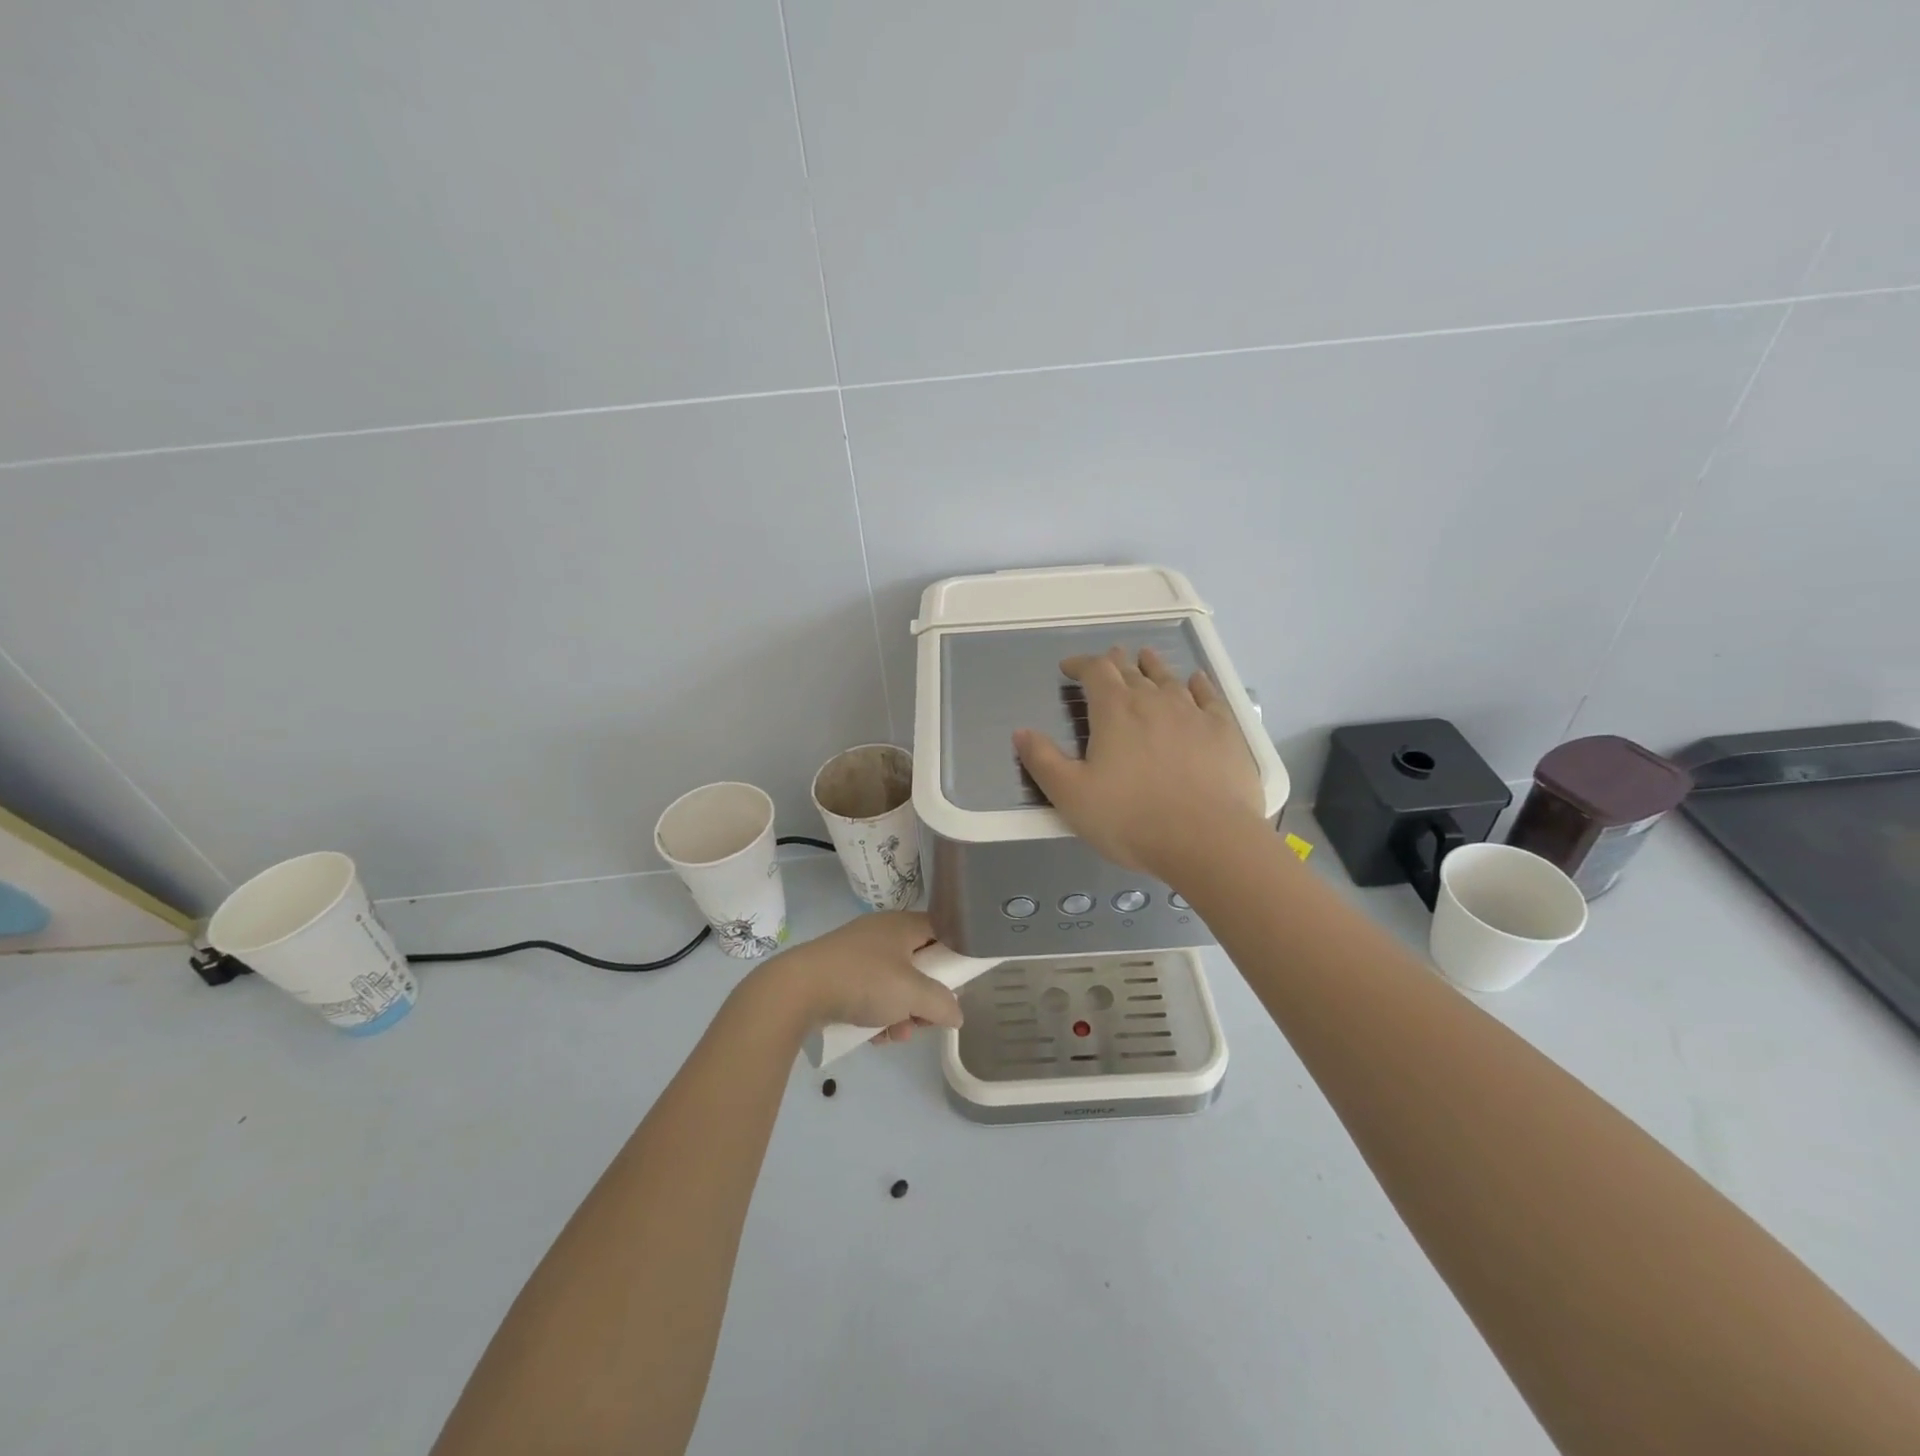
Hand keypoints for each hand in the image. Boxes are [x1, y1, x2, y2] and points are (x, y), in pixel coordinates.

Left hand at [747, 911, 962, 1042]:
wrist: (796, 990)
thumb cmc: (863, 981)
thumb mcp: (912, 993)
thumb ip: (942, 1003)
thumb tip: (957, 1013)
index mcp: (902, 925)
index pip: (942, 930)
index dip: (954, 956)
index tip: (958, 984)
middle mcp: (881, 933)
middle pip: (919, 964)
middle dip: (925, 997)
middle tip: (924, 1020)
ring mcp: (857, 953)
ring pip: (894, 984)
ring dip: (901, 1012)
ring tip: (896, 1035)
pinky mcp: (837, 974)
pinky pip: (869, 993)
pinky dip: (876, 1014)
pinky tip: (874, 1037)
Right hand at [1014, 646, 1266, 879]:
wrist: (1208, 840)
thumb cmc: (1130, 819)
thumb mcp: (1071, 795)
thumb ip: (1042, 761)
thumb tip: (1021, 732)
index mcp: (1115, 711)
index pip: (1095, 671)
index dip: (1080, 664)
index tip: (1068, 668)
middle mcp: (1154, 700)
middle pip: (1131, 670)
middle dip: (1114, 663)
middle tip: (1108, 660)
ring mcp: (1193, 713)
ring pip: (1169, 678)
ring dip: (1152, 666)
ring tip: (1145, 657)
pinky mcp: (1224, 731)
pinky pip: (1209, 696)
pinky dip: (1198, 684)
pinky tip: (1196, 681)